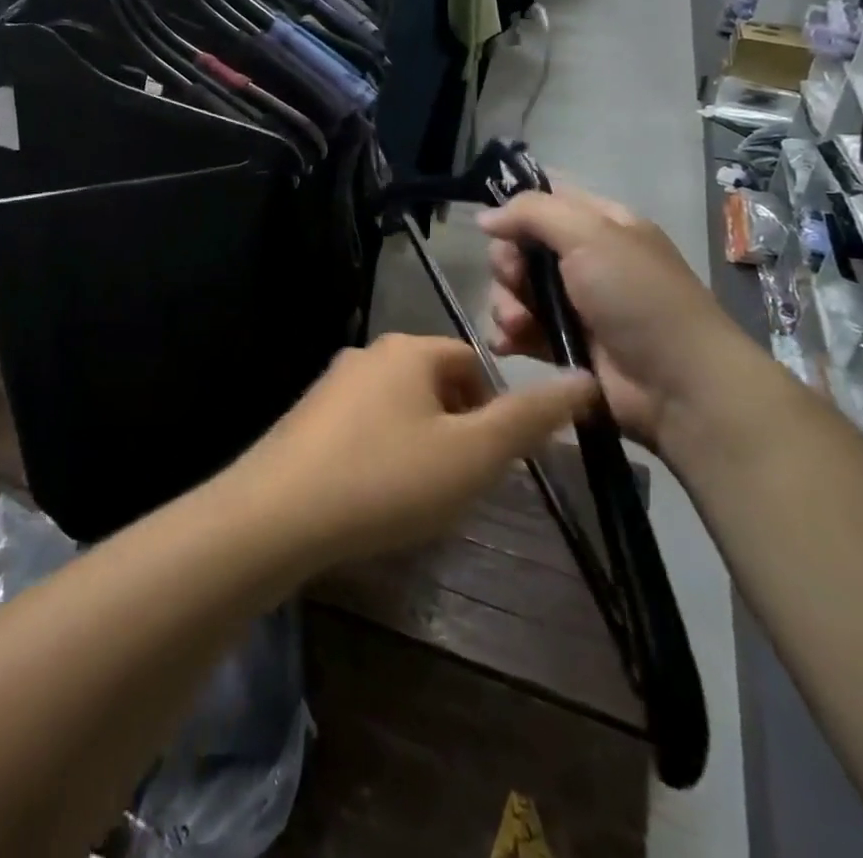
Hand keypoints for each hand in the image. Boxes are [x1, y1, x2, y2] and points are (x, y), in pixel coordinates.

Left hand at [230, 334, 597, 567]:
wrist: (278, 514)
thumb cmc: (386, 478)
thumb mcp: (472, 454)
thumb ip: (529, 418)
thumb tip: (584, 378)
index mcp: (409, 349)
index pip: (474, 363)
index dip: (495, 409)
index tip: (495, 461)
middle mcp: (369, 353)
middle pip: (437, 383)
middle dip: (459, 429)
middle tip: (462, 483)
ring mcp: (333, 383)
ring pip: (401, 407)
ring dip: (422, 443)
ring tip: (421, 495)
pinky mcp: (309, 416)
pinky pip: (366, 427)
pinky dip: (384, 453)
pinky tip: (377, 495)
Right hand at [477, 189, 752, 452]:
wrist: (679, 386)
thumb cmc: (638, 297)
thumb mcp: (591, 235)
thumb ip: (533, 213)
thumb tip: (484, 217)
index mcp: (601, 225)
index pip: (546, 202)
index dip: (517, 213)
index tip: (499, 230)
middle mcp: (585, 260)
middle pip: (520, 249)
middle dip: (507, 266)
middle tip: (515, 282)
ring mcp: (574, 306)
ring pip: (514, 291)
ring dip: (506, 305)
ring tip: (517, 326)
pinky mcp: (563, 346)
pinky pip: (519, 331)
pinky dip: (508, 335)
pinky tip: (508, 344)